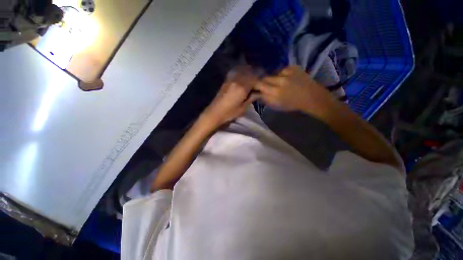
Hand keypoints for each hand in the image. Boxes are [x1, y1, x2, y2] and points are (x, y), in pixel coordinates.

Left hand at [202, 67, 259, 126]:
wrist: (215, 112)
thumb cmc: (230, 113)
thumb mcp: (243, 108)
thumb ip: (251, 98)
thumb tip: (259, 93)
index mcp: (242, 88)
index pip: (255, 78)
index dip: (261, 78)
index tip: (265, 79)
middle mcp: (237, 81)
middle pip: (249, 72)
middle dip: (256, 72)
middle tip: (261, 76)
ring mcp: (231, 79)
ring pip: (242, 69)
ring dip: (249, 70)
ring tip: (253, 73)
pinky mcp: (226, 80)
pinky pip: (235, 71)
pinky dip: (241, 70)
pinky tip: (243, 73)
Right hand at [255, 65, 336, 117]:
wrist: (311, 97)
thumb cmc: (292, 104)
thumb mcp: (277, 105)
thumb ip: (265, 99)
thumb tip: (257, 93)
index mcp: (275, 93)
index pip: (259, 84)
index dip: (255, 85)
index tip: (255, 87)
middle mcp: (280, 81)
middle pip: (265, 77)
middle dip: (263, 82)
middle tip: (267, 86)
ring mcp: (288, 72)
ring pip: (273, 73)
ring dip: (273, 78)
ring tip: (279, 83)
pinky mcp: (294, 67)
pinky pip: (282, 69)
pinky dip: (282, 74)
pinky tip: (287, 79)